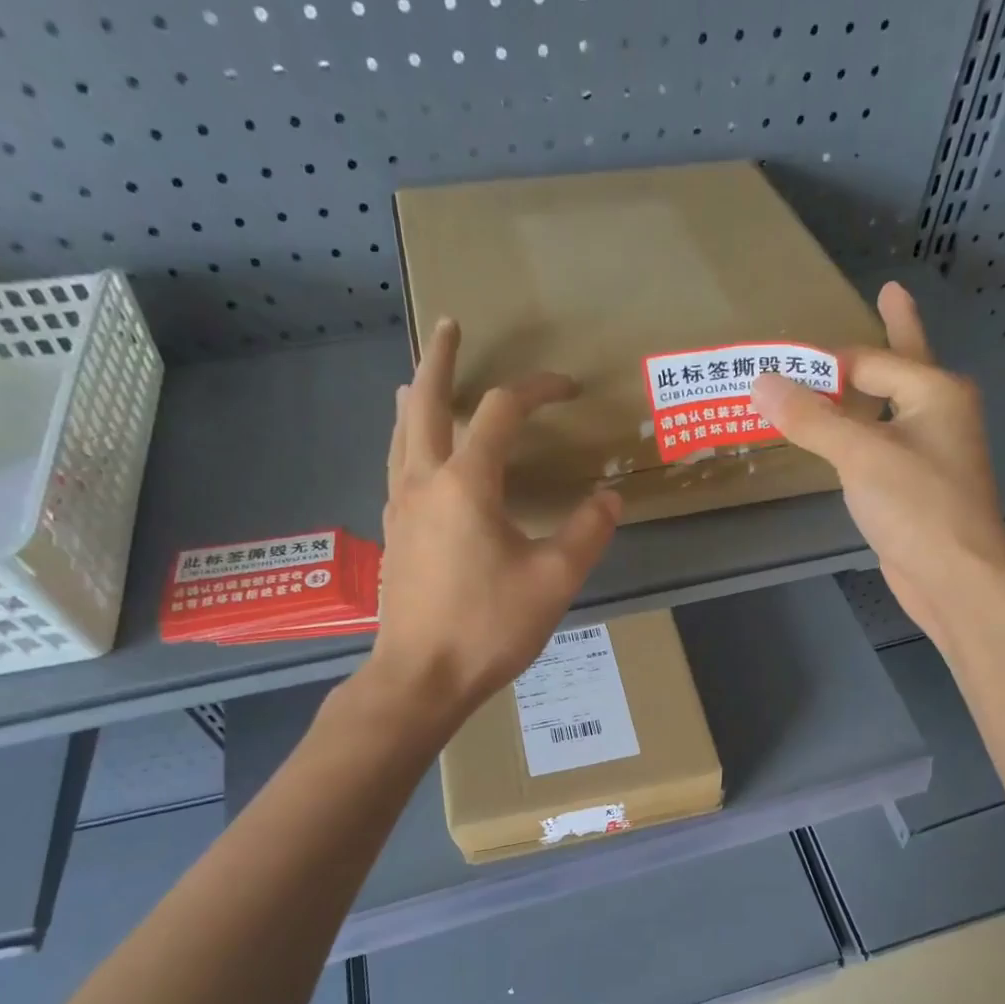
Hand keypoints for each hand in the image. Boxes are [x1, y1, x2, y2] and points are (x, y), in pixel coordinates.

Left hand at [366, 317, 620, 720]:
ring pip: (401, 434)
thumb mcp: (554, 580)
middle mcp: (424, 482)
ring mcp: (401, 508)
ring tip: (420, 379)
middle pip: (423, 402)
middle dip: (439, 360)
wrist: (422, 676)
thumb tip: (610, 499)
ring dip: (414, 397)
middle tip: (450, 327)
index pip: (500, 412)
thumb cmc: (489, 626)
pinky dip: (409, 440)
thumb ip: (586, 532)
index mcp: (466, 483)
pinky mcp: (394, 535)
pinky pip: (398, 467)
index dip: (536, 390)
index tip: (569, 389)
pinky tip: (419, 456)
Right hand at [751, 281, 1004, 645]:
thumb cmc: (916, 506)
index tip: (781, 364)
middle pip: (901, 366)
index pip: (871, 360)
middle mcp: (939, 413)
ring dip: (867, 390)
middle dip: (889, 335)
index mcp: (936, 391)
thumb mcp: (859, 455)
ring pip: (890, 408)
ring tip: (848, 367)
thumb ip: (811, 418)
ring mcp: (931, 451)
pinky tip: (847, 436)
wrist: (955, 577)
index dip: (825, 360)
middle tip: (887, 294)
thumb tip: (760, 382)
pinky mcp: (916, 486)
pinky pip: (882, 445)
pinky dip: (861, 434)